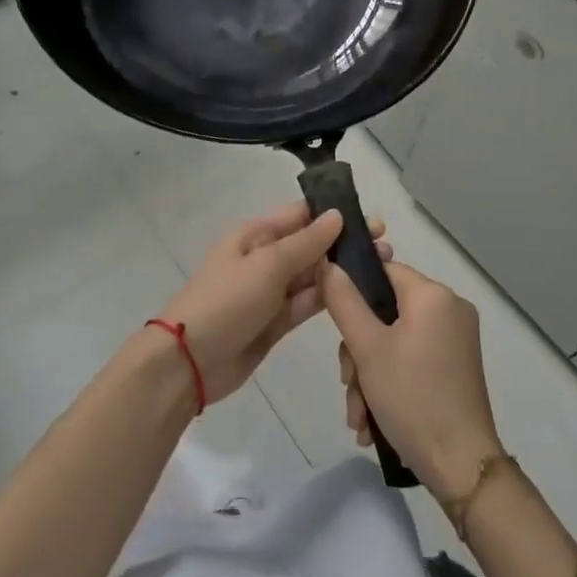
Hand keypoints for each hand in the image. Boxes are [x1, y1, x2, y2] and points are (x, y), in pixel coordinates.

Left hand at [158, 203, 390, 405]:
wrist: (190, 362)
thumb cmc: (226, 301)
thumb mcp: (267, 265)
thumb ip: (305, 243)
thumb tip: (336, 216)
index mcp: (255, 234)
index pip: (301, 215)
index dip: (335, 214)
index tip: (372, 219)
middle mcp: (265, 258)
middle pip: (311, 245)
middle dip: (345, 244)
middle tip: (386, 246)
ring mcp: (271, 291)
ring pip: (313, 275)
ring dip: (342, 271)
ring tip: (382, 266)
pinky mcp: (276, 322)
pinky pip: (307, 303)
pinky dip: (330, 297)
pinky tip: (359, 293)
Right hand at [320, 258, 501, 498]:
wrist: (462, 466)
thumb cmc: (412, 397)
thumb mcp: (367, 348)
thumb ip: (343, 301)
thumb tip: (327, 264)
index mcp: (433, 295)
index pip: (383, 270)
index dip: (354, 290)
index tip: (336, 324)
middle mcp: (450, 309)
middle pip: (386, 311)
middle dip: (359, 352)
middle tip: (349, 384)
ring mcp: (456, 340)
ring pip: (396, 341)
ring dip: (369, 376)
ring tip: (359, 417)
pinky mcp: (457, 367)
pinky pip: (414, 359)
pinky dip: (391, 383)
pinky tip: (373, 422)